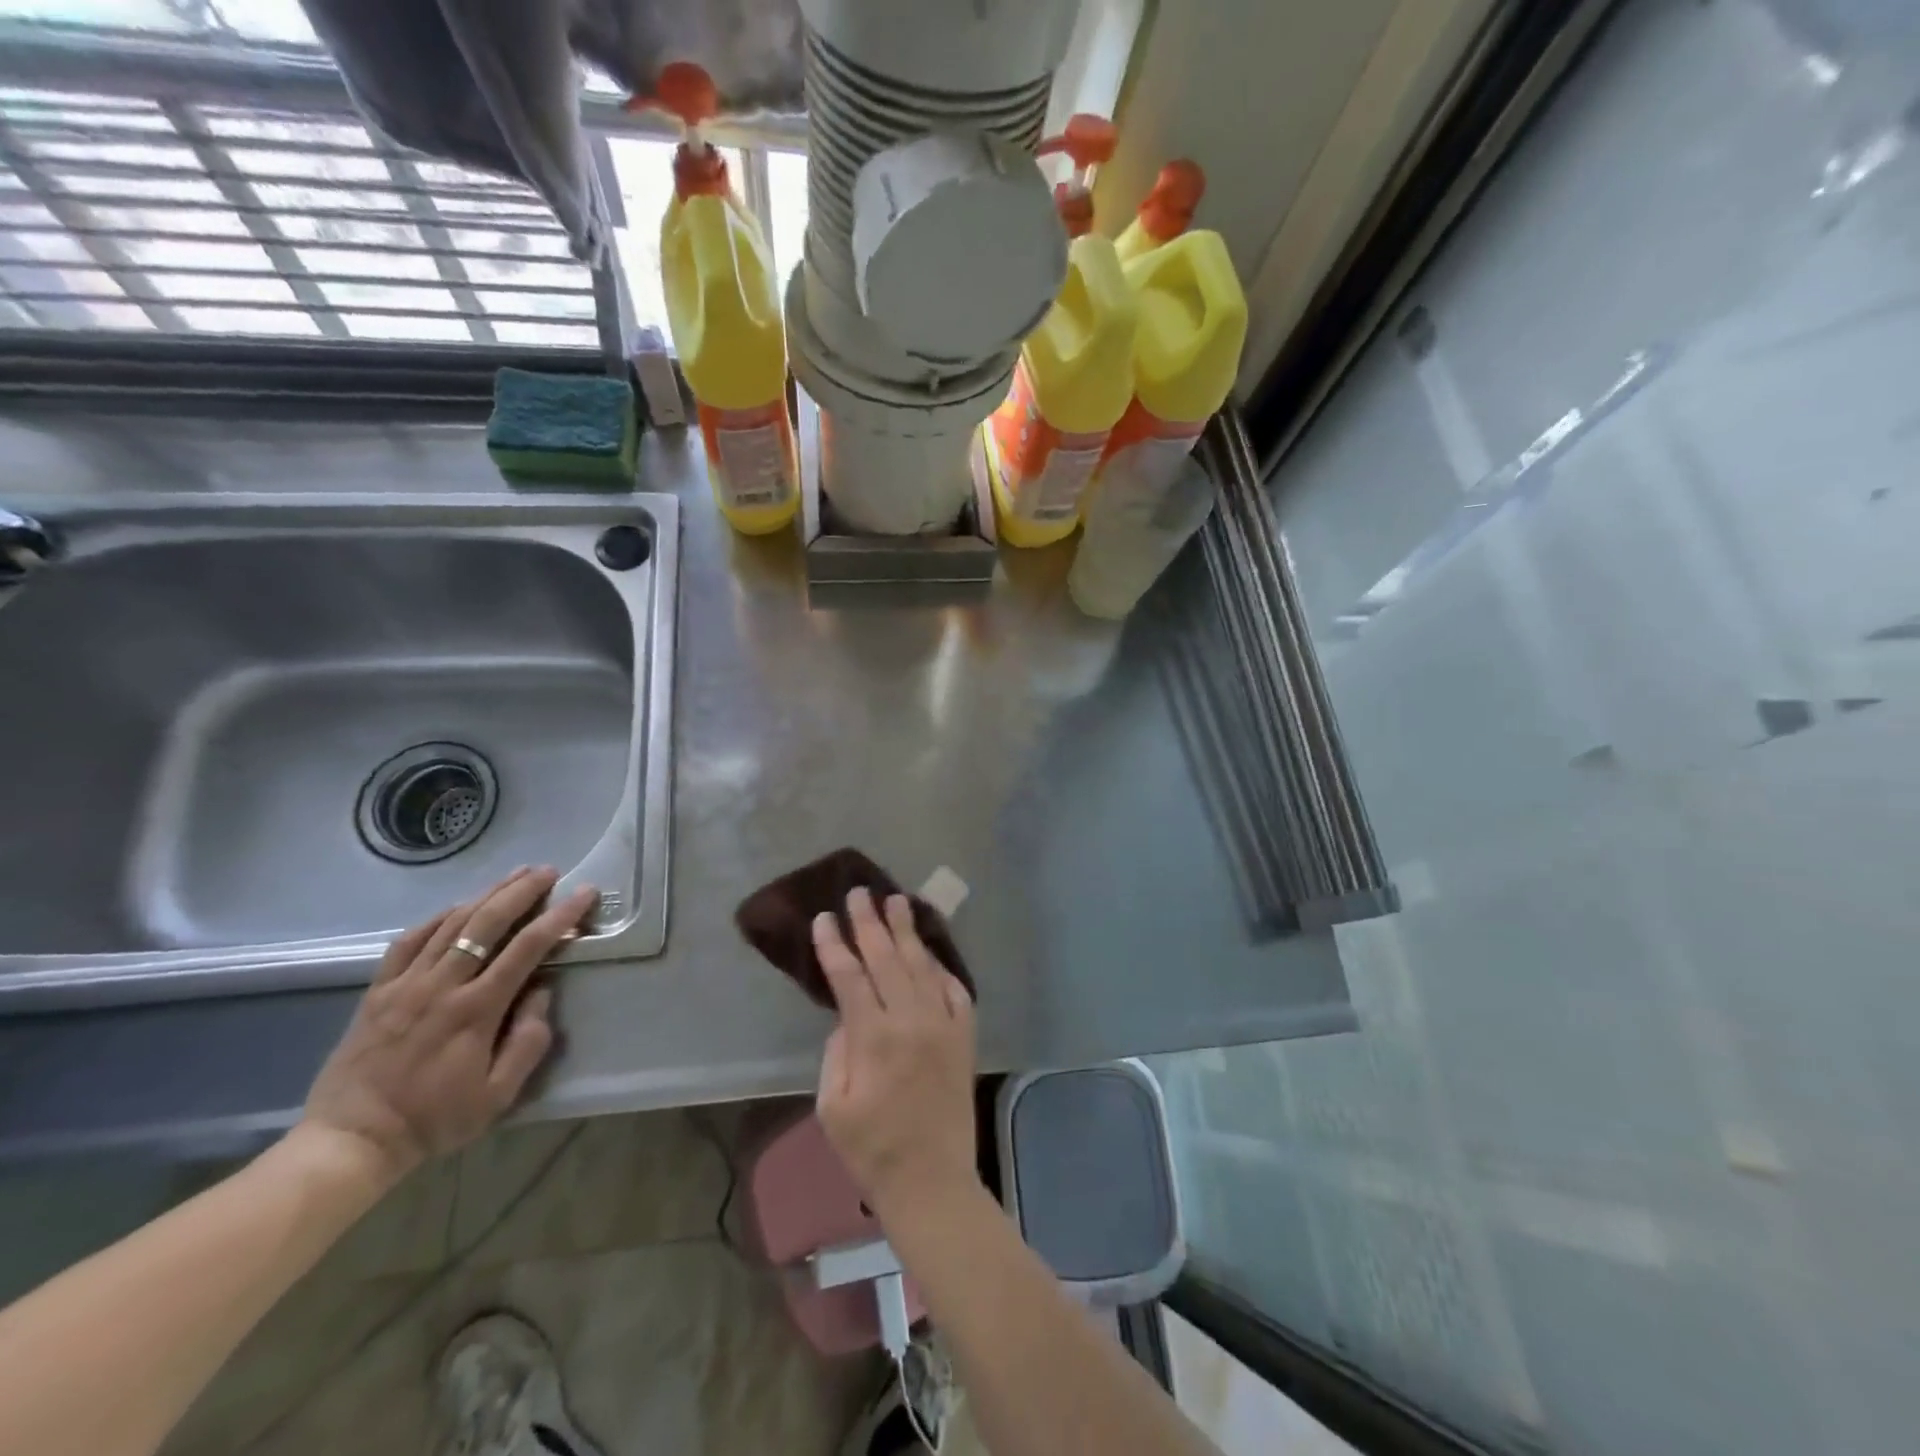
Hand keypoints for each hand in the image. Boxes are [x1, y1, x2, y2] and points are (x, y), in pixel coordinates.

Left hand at [301, 867, 595, 1186]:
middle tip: (549, 871)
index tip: (584, 893)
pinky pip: (410, 940)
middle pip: (488, 922)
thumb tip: (542, 991)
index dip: (561, 915)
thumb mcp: (498, 1095)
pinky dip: (439, 917)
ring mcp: (405, 984)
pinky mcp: (378, 990)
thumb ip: (528, 1041)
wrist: (350, 1141)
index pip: (528, 947)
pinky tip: (459, 907)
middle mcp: (442, 986)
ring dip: (488, 894)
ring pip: (451, 923)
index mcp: (476, 1010)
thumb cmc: (434, 1120)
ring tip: (515, 875)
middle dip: (523, 891)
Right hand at [814, 888, 978, 1217]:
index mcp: (873, 1037)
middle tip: (860, 892)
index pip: (849, 976)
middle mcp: (911, 1020)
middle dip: (870, 922)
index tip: (825, 918)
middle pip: (886, 958)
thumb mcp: (833, 1106)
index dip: (835, 944)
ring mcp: (944, 1024)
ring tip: (897, 901)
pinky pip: (955, 990)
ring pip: (922, 965)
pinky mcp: (965, 1036)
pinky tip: (931, 952)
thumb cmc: (872, 1150)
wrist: (932, 1180)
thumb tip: (847, 1016)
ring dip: (907, 931)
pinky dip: (942, 967)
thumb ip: (837, 1052)